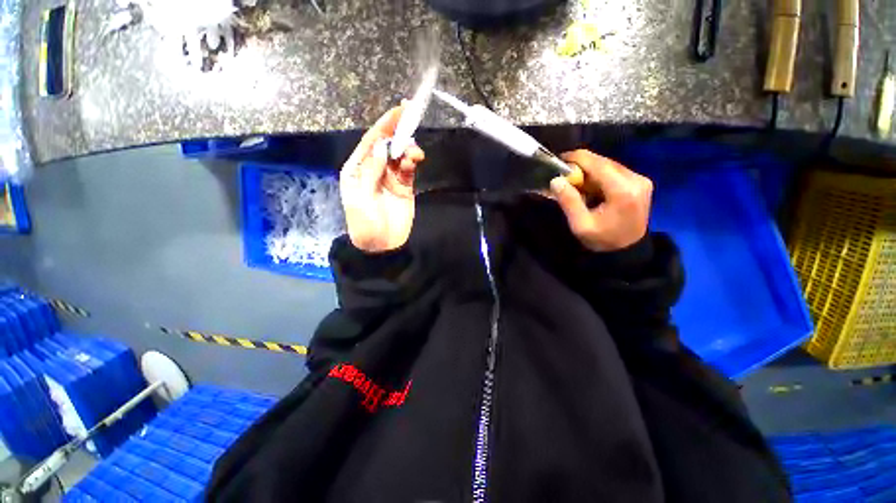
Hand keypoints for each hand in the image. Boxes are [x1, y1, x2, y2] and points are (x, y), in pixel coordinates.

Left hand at [340, 105, 425, 252]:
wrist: (381, 245)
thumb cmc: (364, 223)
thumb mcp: (361, 197)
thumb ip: (371, 170)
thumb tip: (382, 145)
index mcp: (357, 168)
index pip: (371, 141)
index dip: (384, 124)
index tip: (399, 109)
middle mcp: (373, 168)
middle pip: (386, 144)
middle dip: (398, 130)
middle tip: (411, 114)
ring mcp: (390, 177)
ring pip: (399, 154)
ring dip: (407, 149)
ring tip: (414, 153)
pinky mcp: (404, 186)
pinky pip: (408, 168)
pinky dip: (412, 161)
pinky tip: (415, 160)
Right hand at [549, 150, 651, 251]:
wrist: (628, 251)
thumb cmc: (603, 240)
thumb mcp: (581, 225)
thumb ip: (568, 201)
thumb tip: (555, 180)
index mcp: (622, 190)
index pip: (597, 163)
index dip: (575, 159)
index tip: (558, 161)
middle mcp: (636, 179)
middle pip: (603, 161)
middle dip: (581, 167)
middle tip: (564, 177)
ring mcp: (640, 180)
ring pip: (608, 165)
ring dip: (589, 172)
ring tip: (576, 184)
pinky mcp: (640, 182)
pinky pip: (614, 171)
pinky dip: (599, 176)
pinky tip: (590, 188)